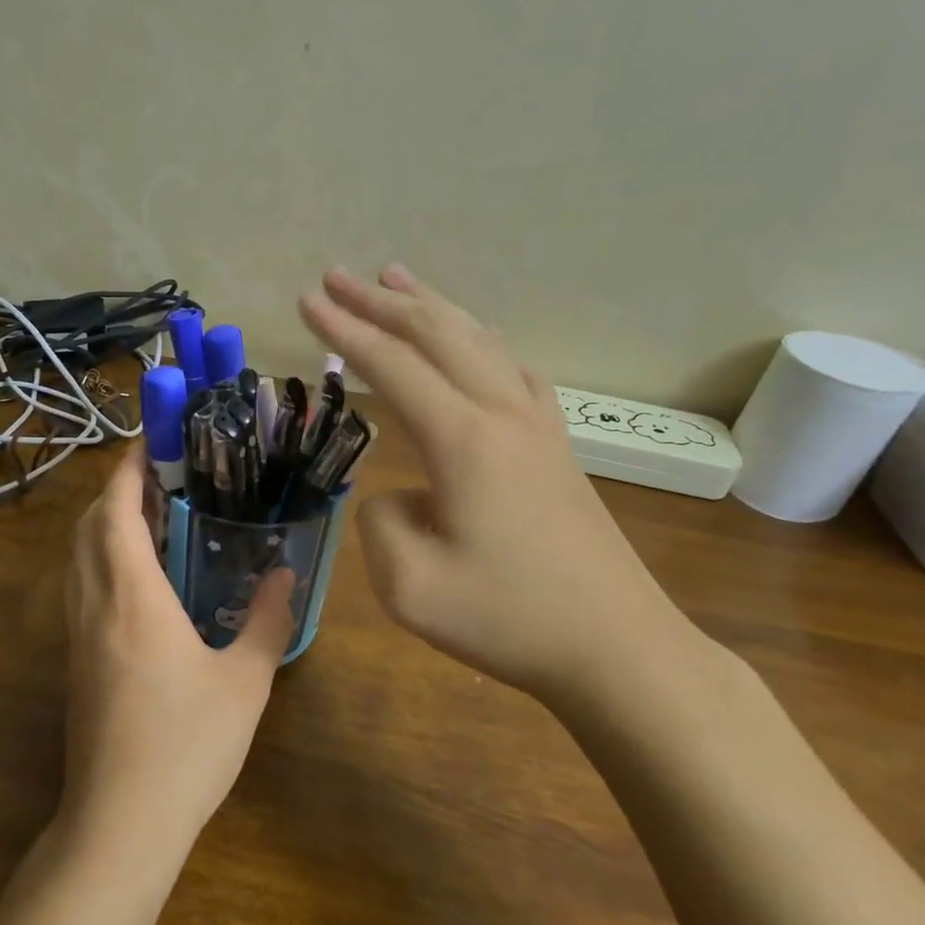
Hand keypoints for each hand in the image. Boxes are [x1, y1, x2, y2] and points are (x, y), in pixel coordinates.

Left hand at [61, 446, 294, 853]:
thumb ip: (267, 620)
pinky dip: (101, 558)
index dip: (127, 470)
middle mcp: (94, 604)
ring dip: (104, 523)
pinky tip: (140, 576)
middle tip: (160, 476)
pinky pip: (80, 586)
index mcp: (133, 598)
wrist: (120, 823)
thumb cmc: (187, 747)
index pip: (116, 512)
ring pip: (77, 556)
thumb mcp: (245, 682)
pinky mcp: (75, 660)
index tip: (150, 442)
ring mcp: (77, 634)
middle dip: (115, 490)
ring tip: (152, 516)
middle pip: (88, 526)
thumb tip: (284, 573)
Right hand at [299, 266, 701, 711]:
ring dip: (431, 307)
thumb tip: (397, 493)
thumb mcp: (410, 586)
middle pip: (437, 335)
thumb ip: (379, 522)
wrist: (617, 647)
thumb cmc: (509, 620)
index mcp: (464, 440)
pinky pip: (511, 368)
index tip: (307, 299)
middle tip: (336, 277)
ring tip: (395, 280)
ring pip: (479, 341)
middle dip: (380, 302)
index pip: (392, 365)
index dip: (345, 330)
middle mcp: (502, 414)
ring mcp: (537, 426)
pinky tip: (474, 340)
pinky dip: (479, 338)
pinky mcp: (556, 446)